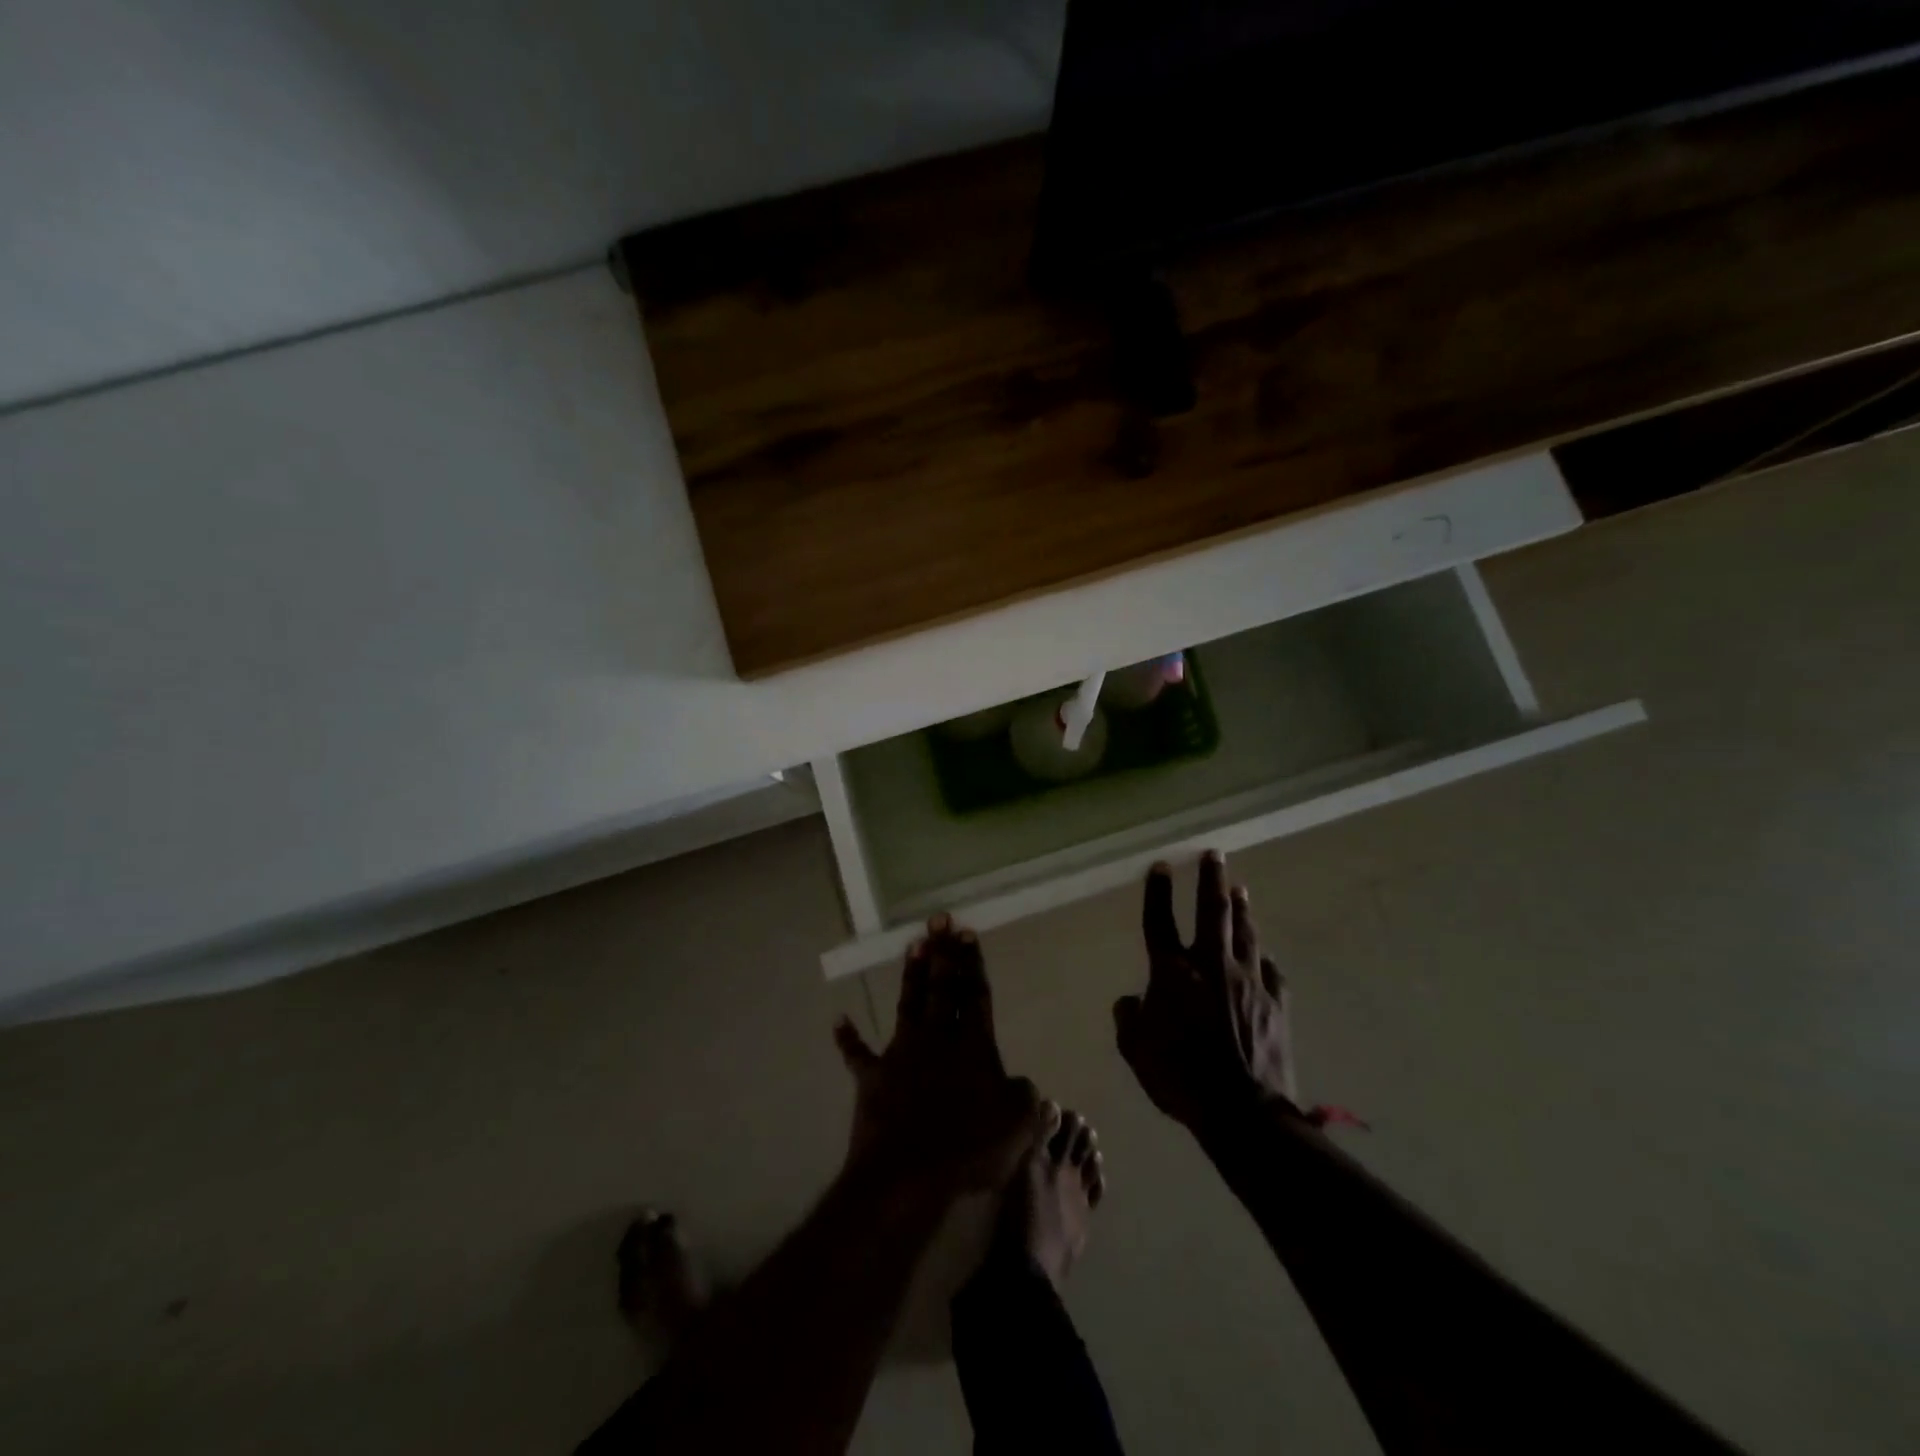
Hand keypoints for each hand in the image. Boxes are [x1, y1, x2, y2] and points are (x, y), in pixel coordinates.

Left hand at [834, 915, 1041, 1199]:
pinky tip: (838, 1019)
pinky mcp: (873, 1076)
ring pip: (908, 1004)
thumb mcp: (1018, 1126)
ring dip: (911, 975)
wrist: (907, 1175)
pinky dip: (847, 1038)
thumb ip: (1025, 1097)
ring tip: (914, 944)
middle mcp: (937, 1039)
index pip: (975, 995)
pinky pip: (857, 1054)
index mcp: (973, 1047)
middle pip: (942, 987)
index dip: (972, 964)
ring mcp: (902, 1054)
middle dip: (943, 953)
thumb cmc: (969, 1149)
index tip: (968, 933)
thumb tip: (1022, 1082)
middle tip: (939, 919)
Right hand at [1113, 852, 1299, 1132]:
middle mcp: (1211, 965)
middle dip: (1211, 878)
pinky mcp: (1276, 1002)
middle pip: (1212, 911)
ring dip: (1241, 908)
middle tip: (1214, 853)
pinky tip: (1264, 953)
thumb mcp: (1136, 1052)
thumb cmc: (1180, 1078)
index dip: (1158, 891)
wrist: (1242, 1111)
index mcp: (1172, 973)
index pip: (1160, 921)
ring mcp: (1248, 981)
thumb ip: (1128, 1020)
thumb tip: (1130, 1001)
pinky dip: (1264, 958)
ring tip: (1239, 887)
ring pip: (1245, 932)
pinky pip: (1271, 971)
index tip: (1161, 865)